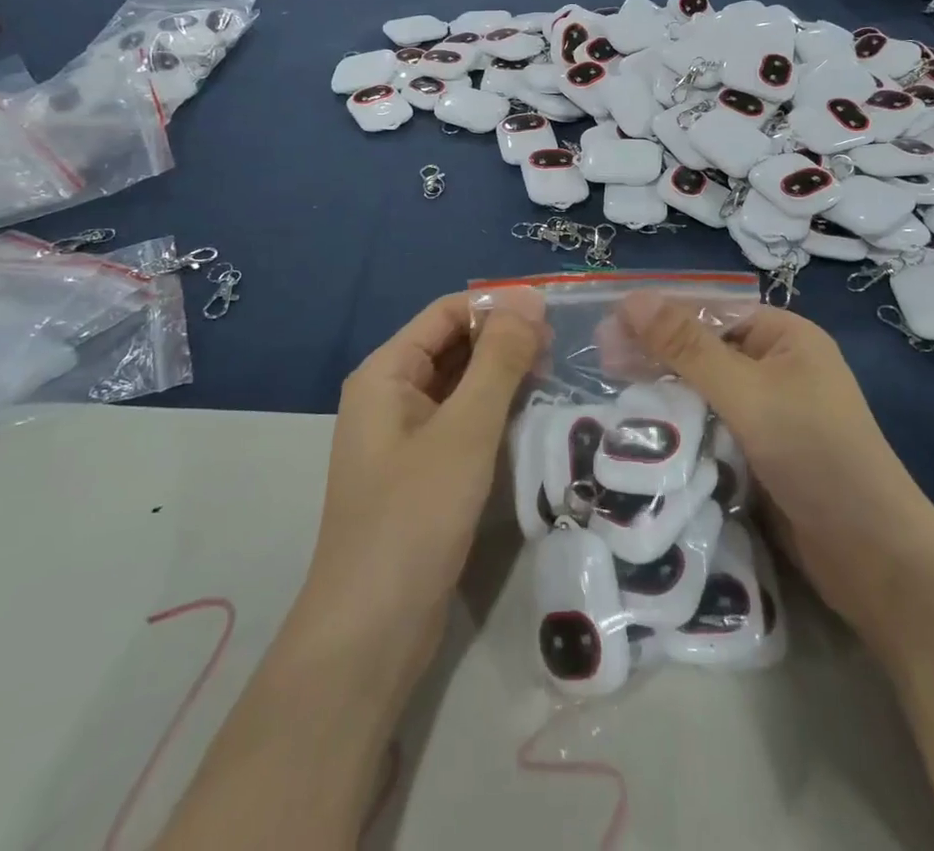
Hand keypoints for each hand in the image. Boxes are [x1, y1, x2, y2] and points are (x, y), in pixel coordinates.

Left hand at [289, 291, 546, 697]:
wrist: (371, 633)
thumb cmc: (414, 517)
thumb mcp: (464, 430)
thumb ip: (498, 361)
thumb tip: (529, 299)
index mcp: (386, 373)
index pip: (447, 313)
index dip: (497, 305)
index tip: (553, 311)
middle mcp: (390, 395)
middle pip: (452, 346)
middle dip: (503, 340)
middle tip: (562, 348)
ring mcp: (404, 436)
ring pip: (460, 385)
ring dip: (502, 376)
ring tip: (556, 376)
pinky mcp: (422, 471)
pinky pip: (461, 421)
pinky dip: (494, 411)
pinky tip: (532, 417)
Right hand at [618, 296, 924, 635]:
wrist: (875, 558)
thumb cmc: (816, 455)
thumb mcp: (748, 393)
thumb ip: (688, 348)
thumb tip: (633, 298)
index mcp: (784, 337)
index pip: (709, 312)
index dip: (658, 316)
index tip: (606, 328)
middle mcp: (777, 367)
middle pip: (704, 349)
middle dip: (656, 354)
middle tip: (601, 362)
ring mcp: (770, 413)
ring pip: (704, 391)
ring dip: (664, 392)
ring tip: (612, 394)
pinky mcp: (761, 454)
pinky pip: (712, 426)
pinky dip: (681, 425)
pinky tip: (644, 429)